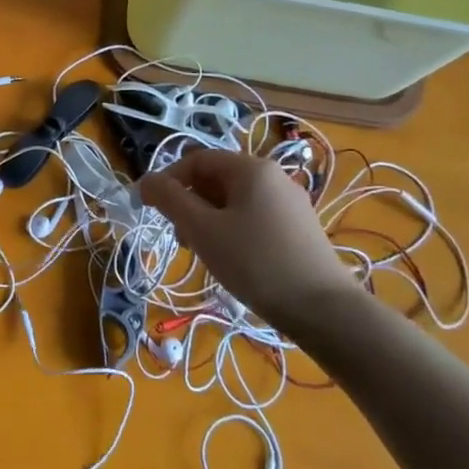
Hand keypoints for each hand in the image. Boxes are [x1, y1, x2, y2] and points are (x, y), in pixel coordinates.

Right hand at [139, 148, 360, 330]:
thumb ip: (170, 199)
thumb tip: (145, 180)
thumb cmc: (254, 262)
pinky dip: (231, 230)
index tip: (150, 210)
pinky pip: (252, 217)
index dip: (167, 180)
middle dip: (189, 203)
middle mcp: (273, 176)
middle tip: (180, 238)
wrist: (323, 309)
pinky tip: (231, 260)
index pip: (196, 160)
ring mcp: (289, 202)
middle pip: (215, 179)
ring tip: (203, 252)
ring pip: (233, 201)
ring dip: (208, 220)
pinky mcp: (298, 227)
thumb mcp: (202, 229)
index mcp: (250, 168)